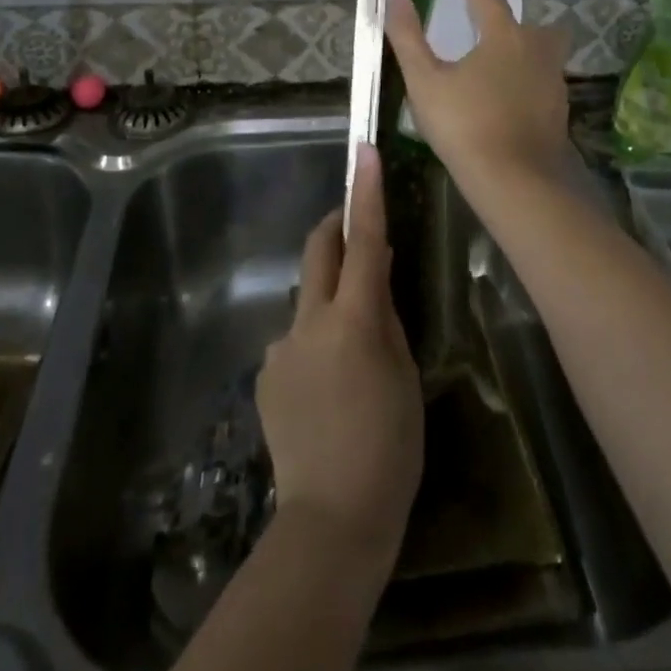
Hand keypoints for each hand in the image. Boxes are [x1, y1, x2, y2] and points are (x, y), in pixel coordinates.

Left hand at [257, 144, 421, 566]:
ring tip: (353, 355)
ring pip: (308, 301)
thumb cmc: (389, 448)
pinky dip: (314, 344)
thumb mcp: (405, 377)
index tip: (364, 151)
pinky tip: (327, 391)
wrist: (331, 519)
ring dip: (329, 304)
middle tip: (357, 230)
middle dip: (336, 227)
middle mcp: (308, 321)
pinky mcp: (265, 374)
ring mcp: (280, 347)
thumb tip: (373, 282)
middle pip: (318, 250)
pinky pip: (294, 342)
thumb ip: (386, 320)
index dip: (365, 192)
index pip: (363, 240)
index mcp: (353, 319)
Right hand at [385, 0, 570, 196]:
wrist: (516, 182)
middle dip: (507, 16)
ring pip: (540, 51)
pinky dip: (525, 79)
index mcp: (502, 35)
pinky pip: (541, 79)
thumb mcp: (425, 80)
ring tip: (494, 65)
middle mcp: (535, 49)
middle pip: (524, 21)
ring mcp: (552, 80)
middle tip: (486, 24)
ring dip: (521, 48)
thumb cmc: (465, 125)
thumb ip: (407, 34)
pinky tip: (508, 99)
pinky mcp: (558, 108)